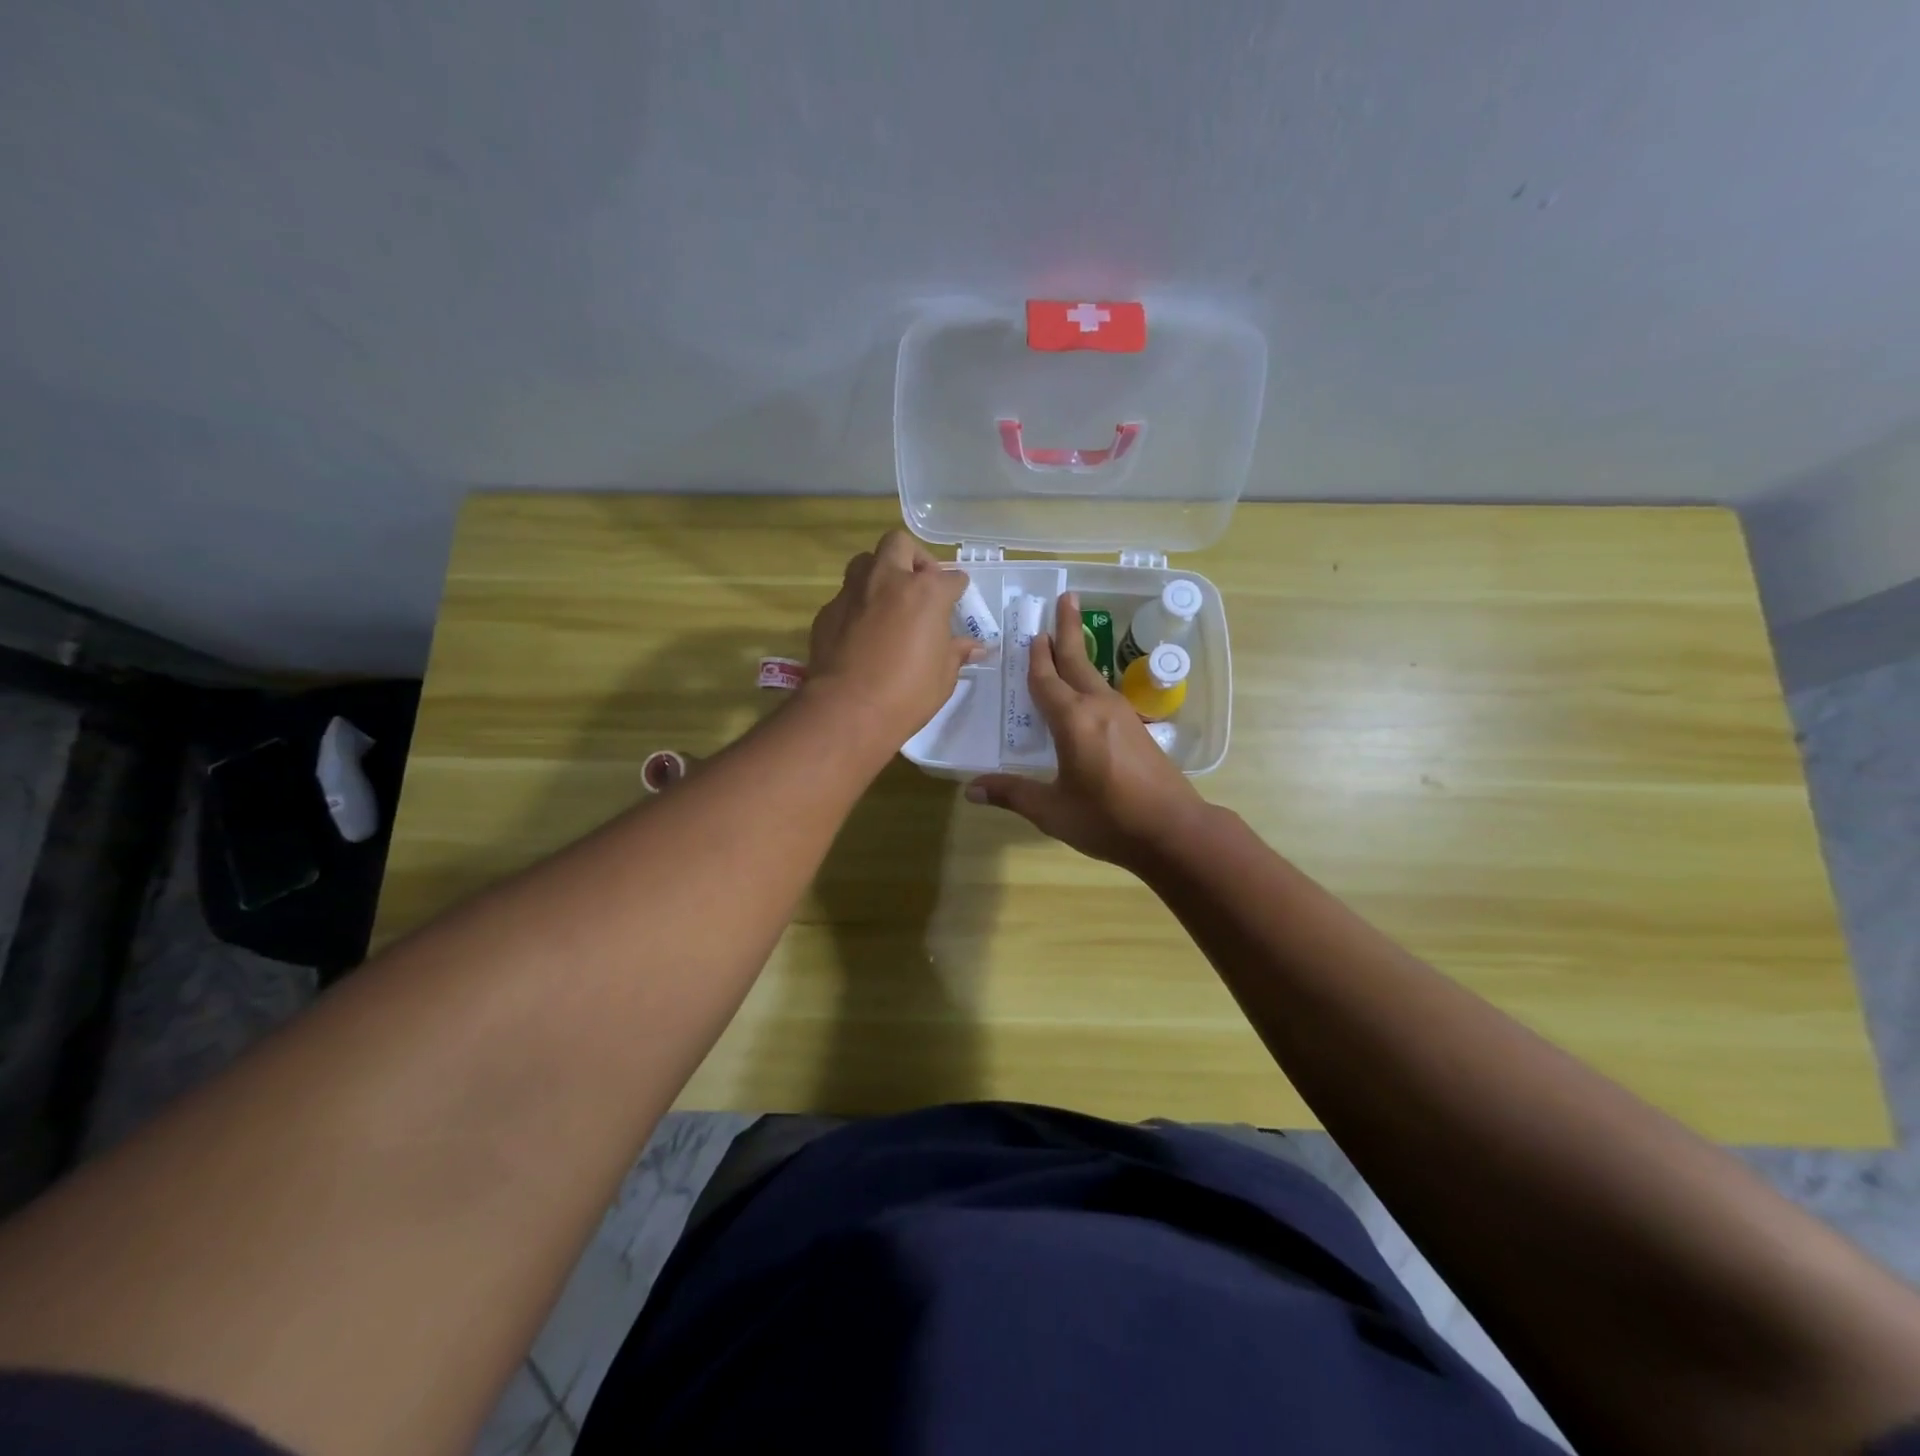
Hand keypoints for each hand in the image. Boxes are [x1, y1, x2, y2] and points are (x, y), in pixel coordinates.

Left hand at [804, 530, 977, 747]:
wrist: (848, 710)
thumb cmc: (907, 693)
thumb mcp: (943, 676)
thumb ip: (956, 652)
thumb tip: (974, 647)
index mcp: (925, 592)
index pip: (951, 578)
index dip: (957, 590)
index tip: (957, 602)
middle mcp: (888, 581)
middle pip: (900, 544)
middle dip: (913, 558)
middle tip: (920, 585)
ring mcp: (853, 593)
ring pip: (865, 561)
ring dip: (880, 573)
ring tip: (888, 601)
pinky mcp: (828, 612)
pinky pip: (846, 597)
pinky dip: (858, 606)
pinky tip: (862, 632)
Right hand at [966, 592, 1207, 868]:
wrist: (1173, 830)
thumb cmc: (1108, 820)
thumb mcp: (1053, 811)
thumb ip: (1013, 794)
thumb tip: (971, 789)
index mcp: (1073, 720)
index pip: (1046, 680)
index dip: (1035, 657)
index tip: (1031, 629)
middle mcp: (1098, 707)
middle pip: (1077, 661)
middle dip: (1067, 629)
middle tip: (1065, 597)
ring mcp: (1122, 715)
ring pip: (1094, 675)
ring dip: (1079, 653)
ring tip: (1068, 637)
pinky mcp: (1137, 728)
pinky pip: (1105, 693)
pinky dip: (1090, 680)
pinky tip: (1087, 689)